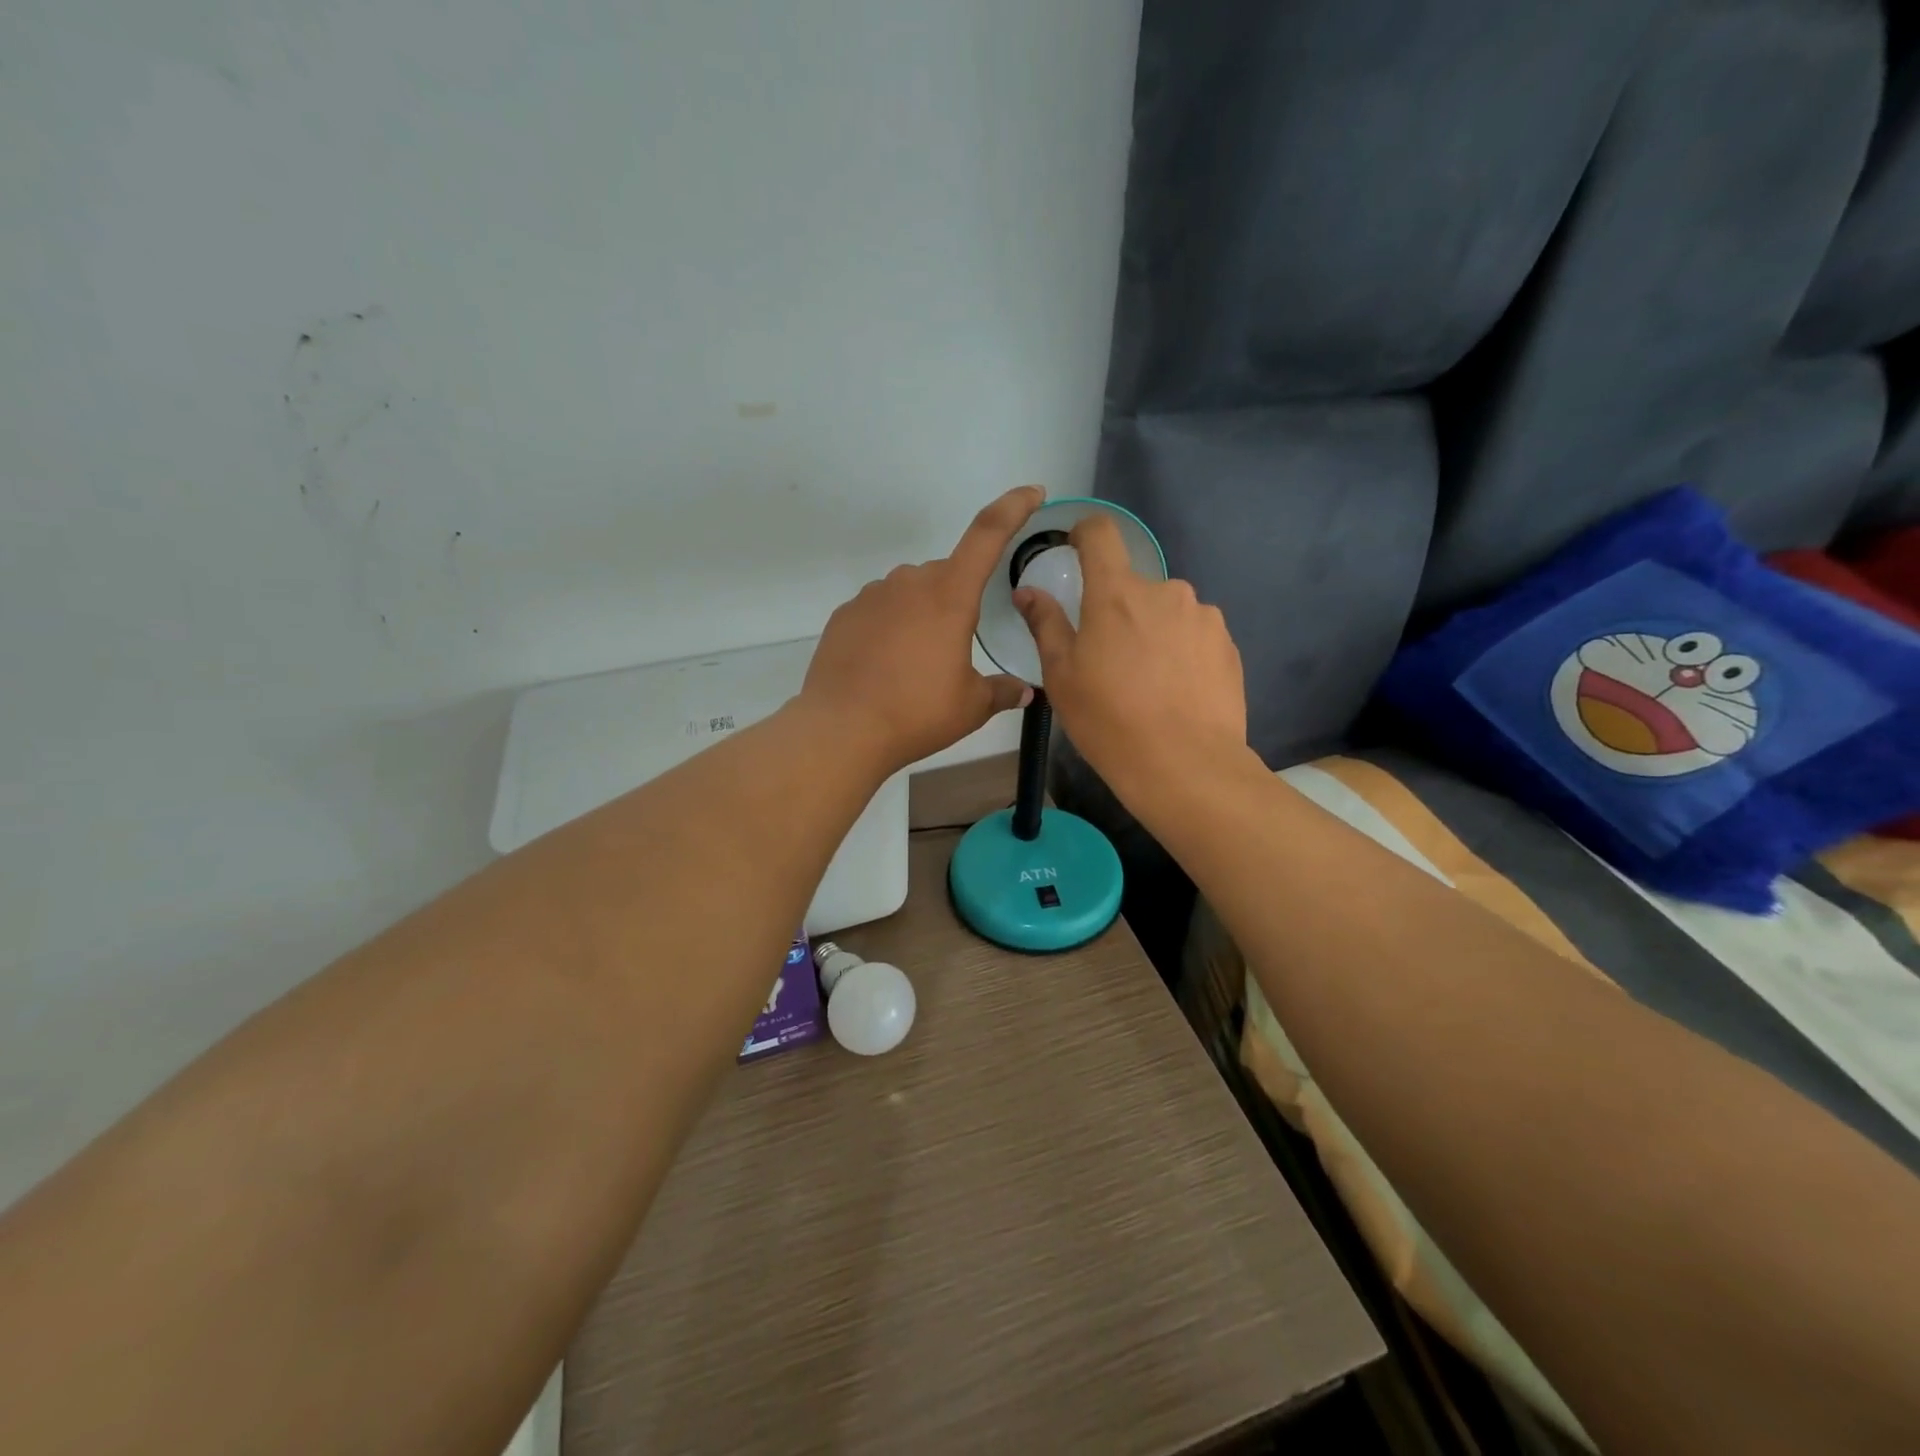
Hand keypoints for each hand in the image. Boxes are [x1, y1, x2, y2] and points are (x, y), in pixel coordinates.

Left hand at [799, 485, 1041, 772]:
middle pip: (947, 576)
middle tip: (956, 649)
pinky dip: (891, 628)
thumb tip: (1025, 691)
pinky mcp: (845, 614)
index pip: (987, 535)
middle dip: (958, 602)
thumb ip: (1002, 692)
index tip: (1032, 492)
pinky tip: (886, 666)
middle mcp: (910, 583)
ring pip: (911, 593)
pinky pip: (880, 610)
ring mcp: (872, 595)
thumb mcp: (971, 706)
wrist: (842, 730)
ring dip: (922, 615)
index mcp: (950, 595)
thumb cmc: (917, 713)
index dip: (1013, 508)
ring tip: (917, 665)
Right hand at [1014, 512, 1247, 801]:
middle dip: (1119, 610)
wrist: (1185, 765)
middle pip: (1133, 585)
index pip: (1100, 533)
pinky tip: (1176, 691)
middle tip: (1110, 658)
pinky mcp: (1227, 644)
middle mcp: (1165, 591)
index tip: (1076, 552)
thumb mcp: (1062, 676)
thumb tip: (1027, 591)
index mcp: (1116, 593)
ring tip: (1148, 681)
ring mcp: (1203, 616)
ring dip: (1152, 631)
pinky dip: (1181, 651)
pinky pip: (1194, 635)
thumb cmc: (1109, 720)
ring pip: (1166, 611)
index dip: (1084, 534)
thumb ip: (1045, 624)